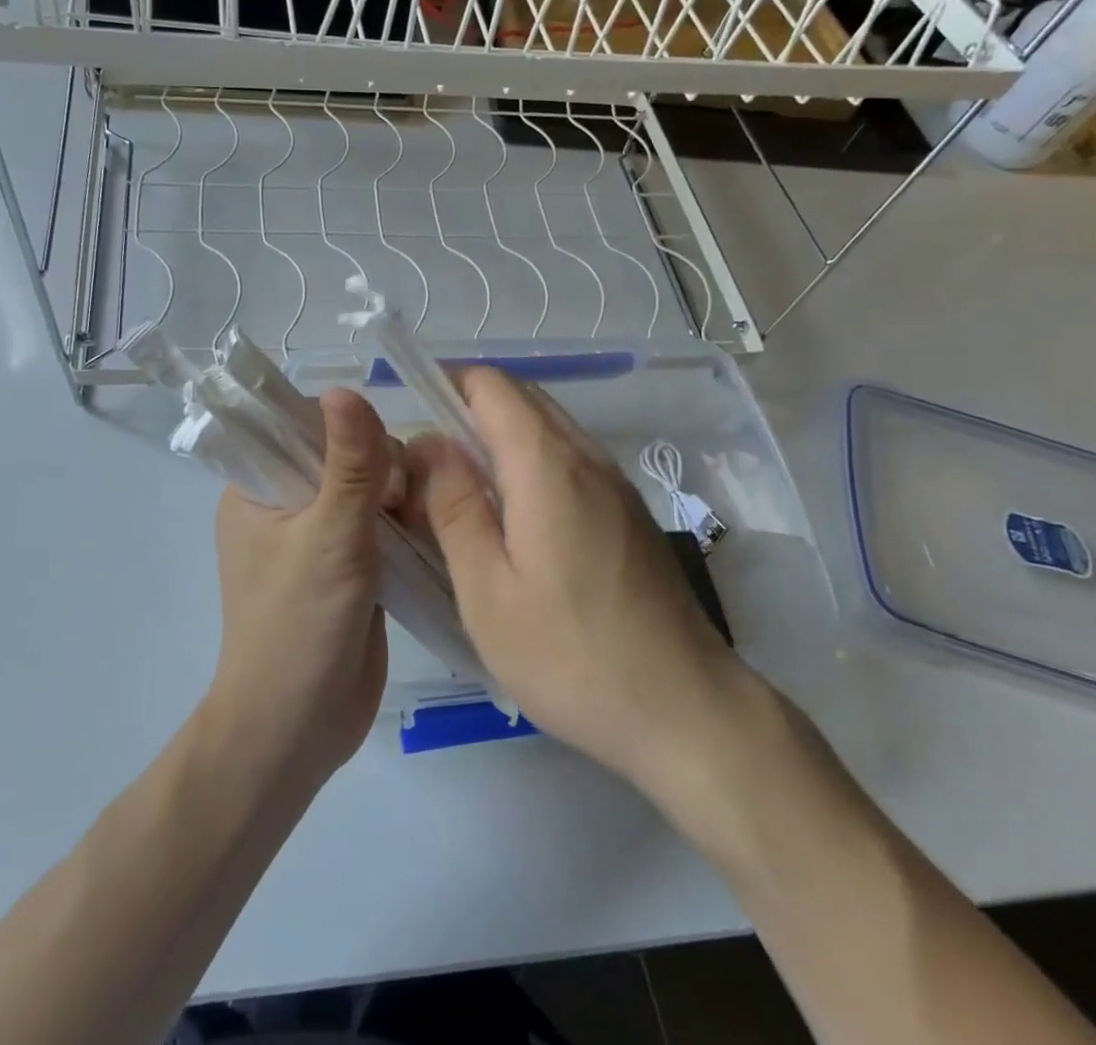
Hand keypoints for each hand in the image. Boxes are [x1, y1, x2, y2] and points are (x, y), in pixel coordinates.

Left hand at [206, 389, 393, 784]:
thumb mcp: (329, 536)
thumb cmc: (298, 626)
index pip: (301, 424)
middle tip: (397, 503)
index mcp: (257, 488)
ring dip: (398, 495)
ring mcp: (319, 536)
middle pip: (343, 453)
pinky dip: (405, 522)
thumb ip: (348, 463)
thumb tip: (346, 389)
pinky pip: (382, 523)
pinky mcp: (351, 565)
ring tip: (419, 518)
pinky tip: (431, 528)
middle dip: (380, 467)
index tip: (375, 457)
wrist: (298, 729)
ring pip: (368, 488)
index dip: (344, 427)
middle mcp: (286, 504)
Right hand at [408, 367, 749, 791]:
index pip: (490, 384)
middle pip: (521, 397)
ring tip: (460, 491)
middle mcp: (585, 455)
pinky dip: (530, 462)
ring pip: (547, 427)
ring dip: (499, 437)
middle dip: (467, 410)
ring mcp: (614, 482)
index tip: (408, 420)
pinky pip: (569, 458)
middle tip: (426, 463)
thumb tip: (428, 443)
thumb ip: (453, 507)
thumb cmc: (572, 655)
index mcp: (546, 463)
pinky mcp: (628, 510)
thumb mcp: (487, 591)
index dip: (444, 385)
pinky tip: (512, 519)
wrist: (687, 710)